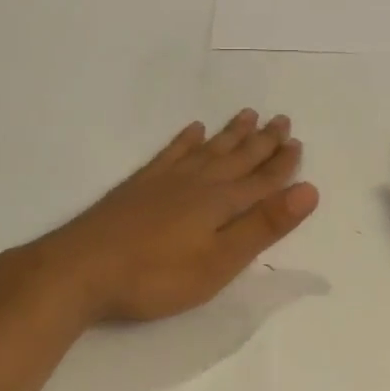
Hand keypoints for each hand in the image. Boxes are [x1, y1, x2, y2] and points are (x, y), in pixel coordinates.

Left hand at [0, 110, 318, 330]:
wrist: (81, 269)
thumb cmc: (157, 276)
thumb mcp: (219, 262)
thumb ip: (263, 226)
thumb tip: (308, 190)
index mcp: (222, 202)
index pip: (262, 179)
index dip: (282, 164)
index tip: (298, 143)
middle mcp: (199, 183)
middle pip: (238, 157)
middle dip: (263, 141)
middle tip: (282, 119)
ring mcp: (166, 180)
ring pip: (209, 149)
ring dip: (231, 134)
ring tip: (248, 115)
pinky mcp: (140, 185)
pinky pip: (172, 152)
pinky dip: (186, 140)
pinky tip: (193, 130)